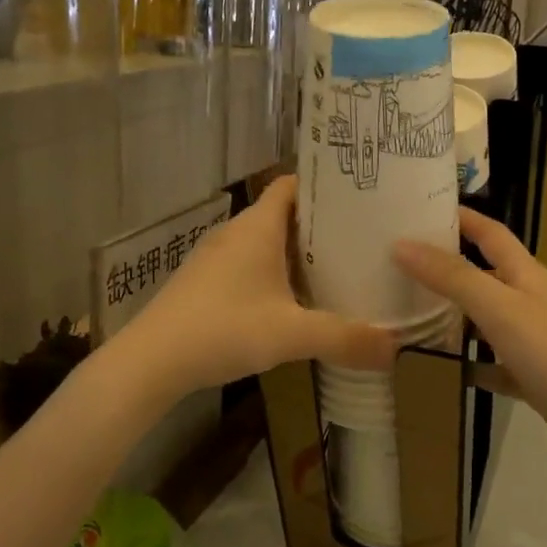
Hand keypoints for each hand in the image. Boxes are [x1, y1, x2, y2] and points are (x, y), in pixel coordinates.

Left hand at [113, 176, 396, 400]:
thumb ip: (344, 339)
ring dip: (297, 252)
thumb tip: (396, 349)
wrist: (150, 361)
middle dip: (320, 224)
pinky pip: (249, 264)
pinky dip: (274, 273)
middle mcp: (236, 233)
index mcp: (258, 227)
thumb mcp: (291, 335)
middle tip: (362, 238)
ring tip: (337, 267)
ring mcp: (216, 257)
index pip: (292, 184)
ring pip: (266, 242)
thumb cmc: (223, 329)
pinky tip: (293, 301)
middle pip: (284, 214)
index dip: (323, 185)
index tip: (359, 196)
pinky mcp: (205, 282)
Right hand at [396, 207, 546, 474]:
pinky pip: (492, 366)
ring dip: (451, 316)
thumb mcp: (501, 309)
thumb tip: (402, 243)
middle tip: (395, 265)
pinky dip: (467, 365)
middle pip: (483, 274)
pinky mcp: (534, 379)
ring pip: (484, 321)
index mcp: (526, 275)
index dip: (460, 217)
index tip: (418, 209)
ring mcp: (534, 342)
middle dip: (445, 266)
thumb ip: (453, 277)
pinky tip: (438, 372)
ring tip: (404, 314)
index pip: (489, 233)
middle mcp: (530, 301)